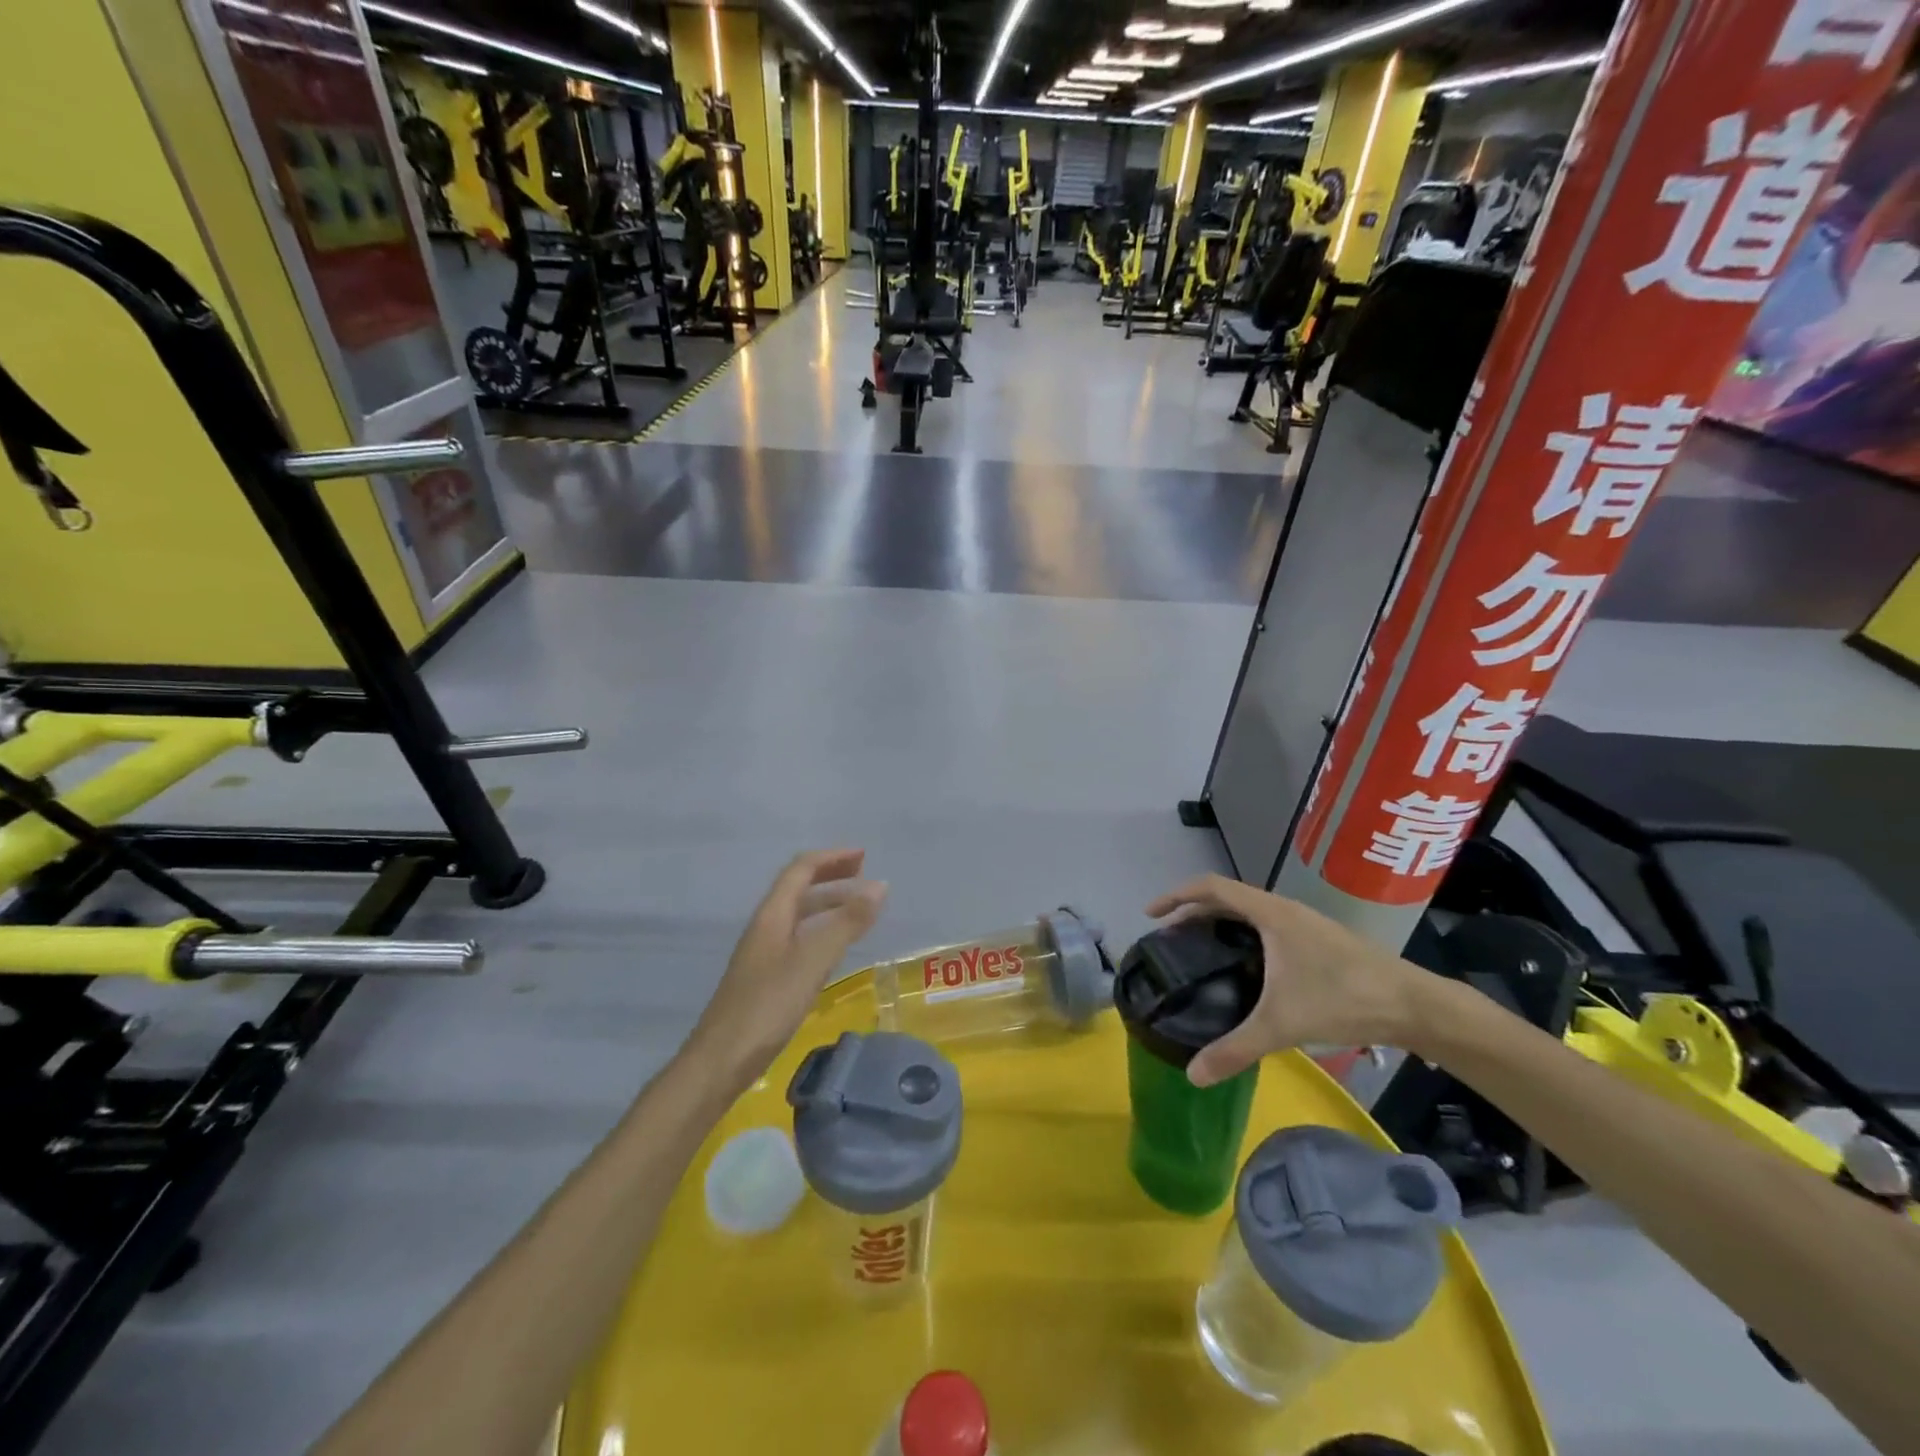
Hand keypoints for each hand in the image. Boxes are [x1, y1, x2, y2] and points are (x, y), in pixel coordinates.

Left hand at [687, 850, 887, 1091]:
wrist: (720, 1061)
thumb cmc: (767, 1006)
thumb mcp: (813, 961)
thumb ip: (846, 923)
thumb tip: (880, 885)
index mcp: (772, 915)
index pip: (801, 869)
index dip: (832, 858)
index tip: (864, 856)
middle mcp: (765, 927)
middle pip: (798, 888)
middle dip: (831, 876)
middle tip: (864, 875)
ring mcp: (763, 953)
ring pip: (798, 914)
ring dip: (827, 903)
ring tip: (858, 908)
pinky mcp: (766, 977)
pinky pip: (798, 938)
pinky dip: (822, 930)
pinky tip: (834, 948)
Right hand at [1145, 874, 1425, 1087]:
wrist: (1414, 1005)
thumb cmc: (1344, 999)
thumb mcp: (1283, 1024)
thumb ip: (1235, 1049)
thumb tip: (1191, 1075)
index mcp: (1270, 913)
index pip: (1211, 887)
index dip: (1176, 896)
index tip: (1151, 915)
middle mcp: (1283, 909)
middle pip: (1225, 897)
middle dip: (1192, 912)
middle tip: (1168, 939)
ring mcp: (1302, 922)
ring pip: (1247, 912)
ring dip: (1218, 922)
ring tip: (1198, 950)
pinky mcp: (1316, 939)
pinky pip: (1264, 925)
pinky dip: (1240, 934)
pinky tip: (1243, 967)